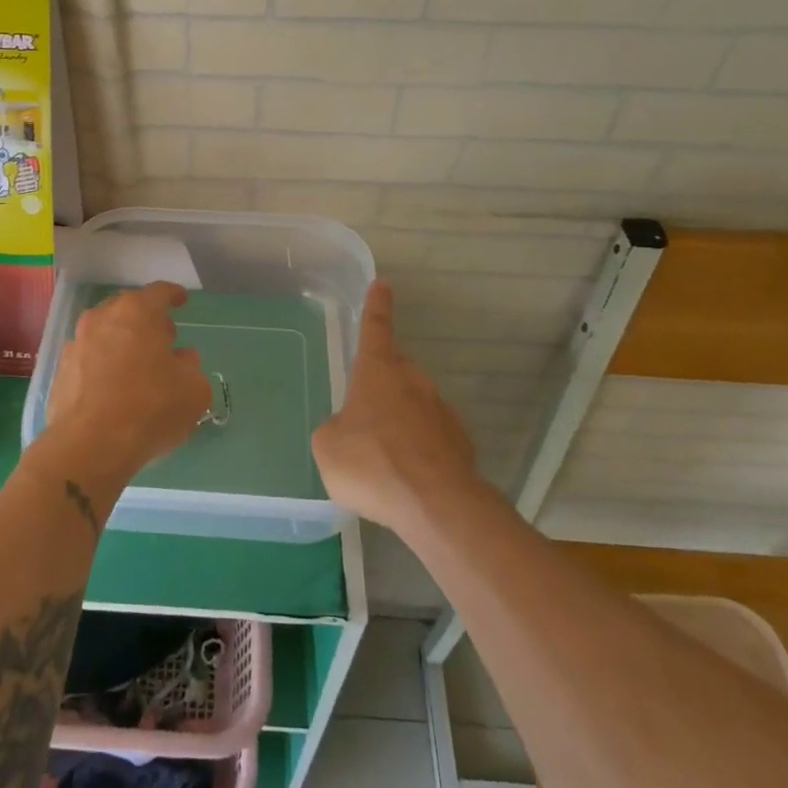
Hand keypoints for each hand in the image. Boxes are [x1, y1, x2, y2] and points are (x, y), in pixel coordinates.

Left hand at [37, 282, 210, 490]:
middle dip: (147, 319)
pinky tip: (114, 387)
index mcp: (137, 312)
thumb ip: (192, 367)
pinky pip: (89, 358)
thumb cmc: (150, 408)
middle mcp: (102, 318)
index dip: (173, 295)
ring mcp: (77, 343)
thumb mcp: (194, 390)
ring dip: (123, 341)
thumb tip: (183, 359)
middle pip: (128, 308)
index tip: (181, 300)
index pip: (159, 292)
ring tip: (138, 365)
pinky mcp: (60, 371)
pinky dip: (103, 364)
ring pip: (105, 332)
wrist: (90, 446)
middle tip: (163, 338)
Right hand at [312, 282, 480, 534]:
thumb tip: (346, 430)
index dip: (376, 306)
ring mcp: (441, 410)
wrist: (436, 504)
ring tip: (382, 455)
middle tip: (365, 405)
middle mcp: (413, 381)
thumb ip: (334, 428)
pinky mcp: (460, 442)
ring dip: (399, 419)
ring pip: (414, 404)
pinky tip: (406, 476)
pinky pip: (430, 436)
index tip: (382, 284)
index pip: (375, 328)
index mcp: (378, 372)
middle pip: (396, 369)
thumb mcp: (327, 446)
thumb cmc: (372, 463)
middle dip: (382, 381)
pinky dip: (417, 447)